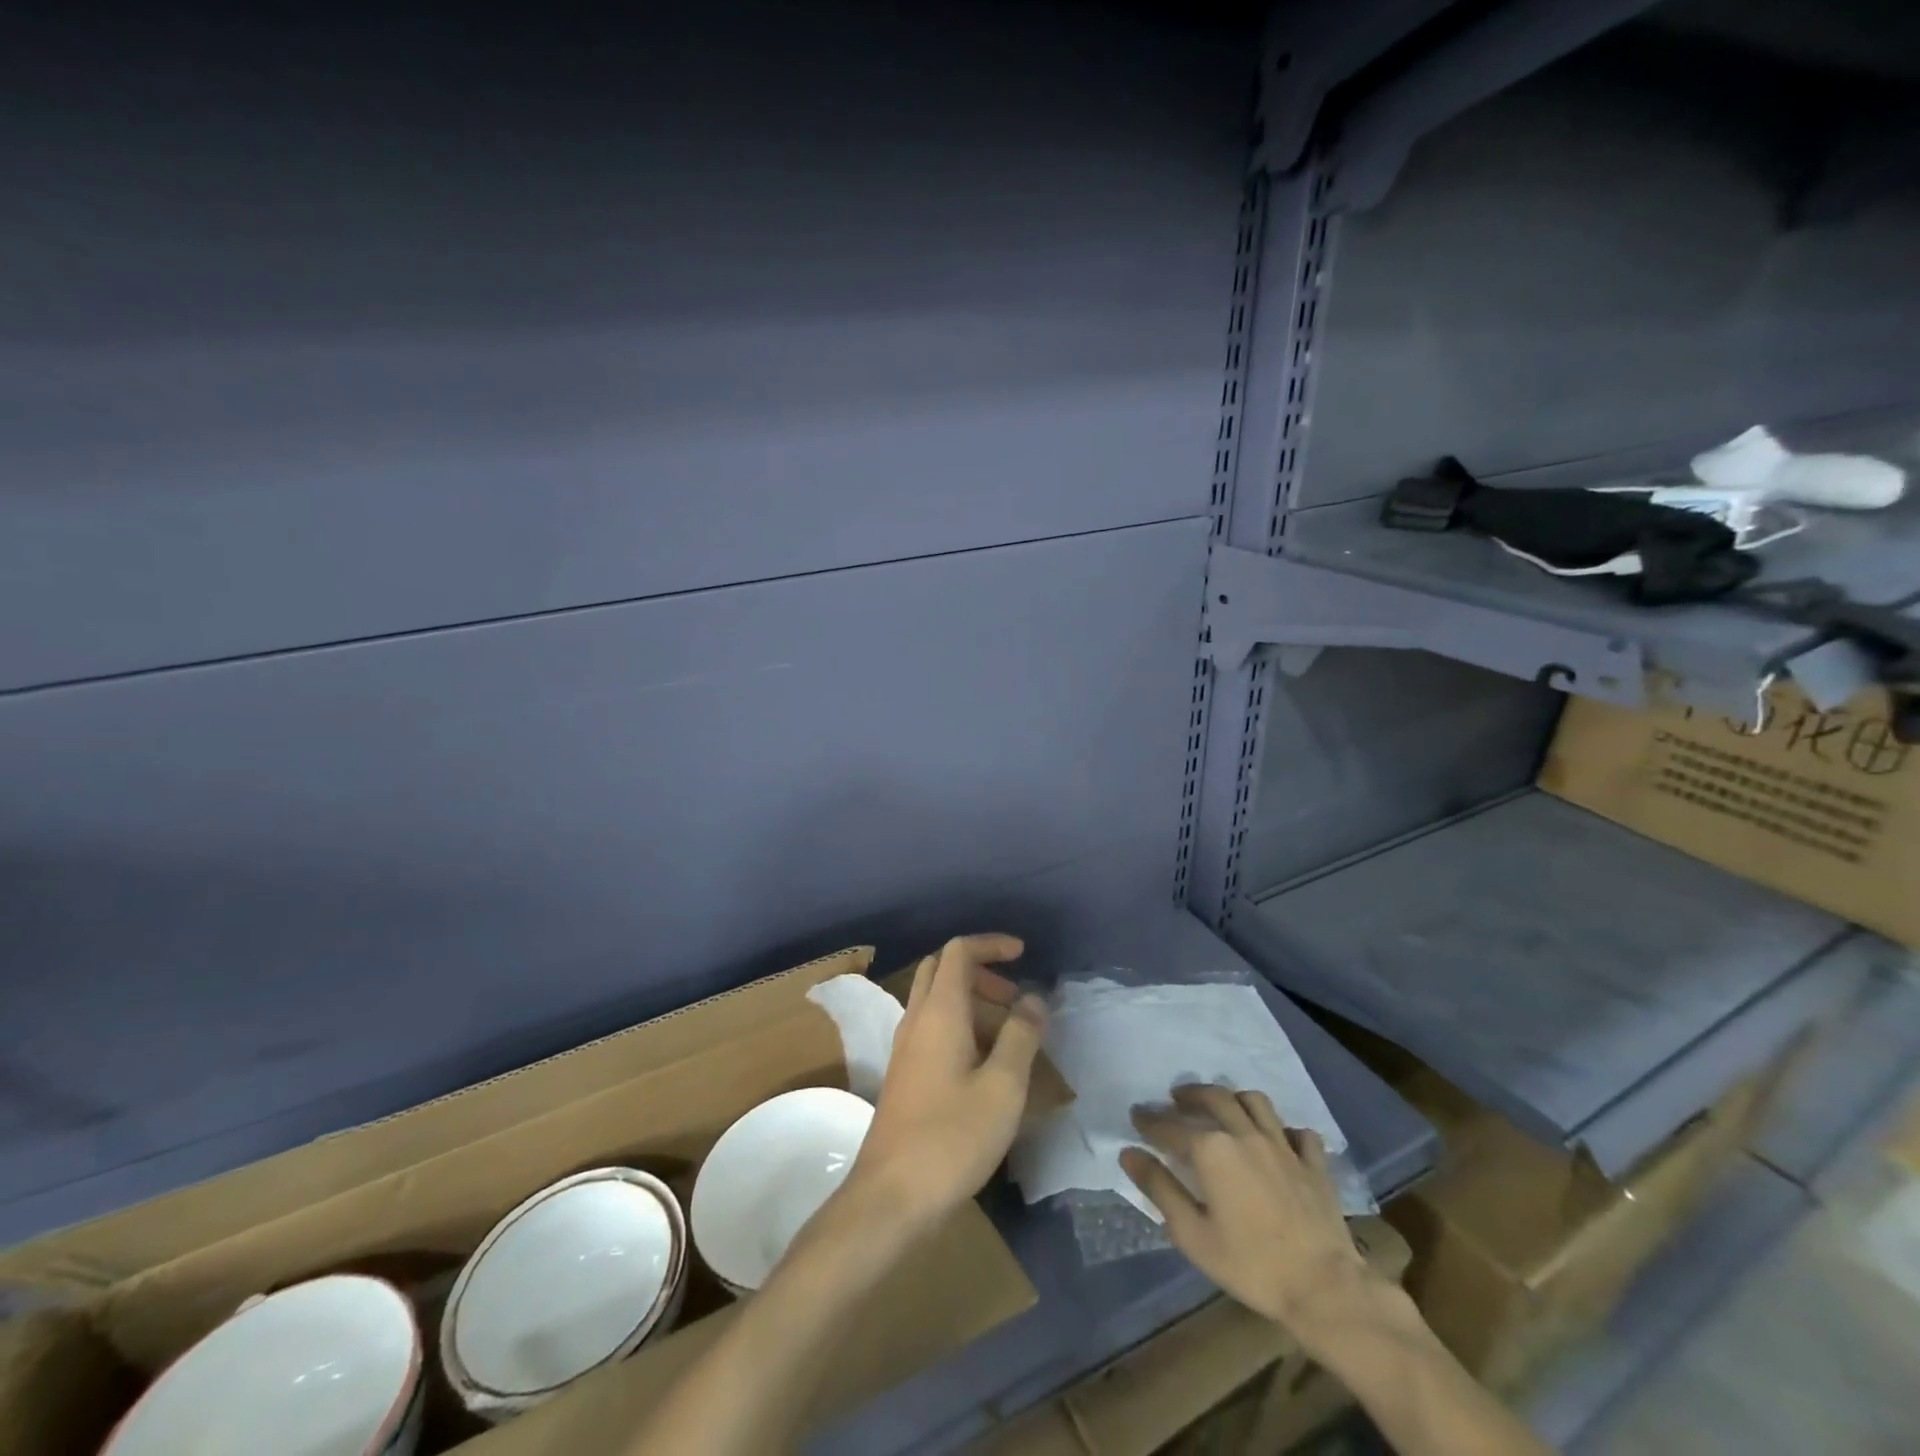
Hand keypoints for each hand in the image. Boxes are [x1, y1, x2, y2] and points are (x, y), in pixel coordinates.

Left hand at [851, 934, 1046, 1227]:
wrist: (891, 1195)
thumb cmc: (952, 1137)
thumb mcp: (1003, 1087)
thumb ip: (1021, 1036)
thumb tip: (1033, 998)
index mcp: (940, 1012)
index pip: (959, 952)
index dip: (991, 944)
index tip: (1023, 954)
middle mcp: (917, 1019)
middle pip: (943, 970)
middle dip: (981, 972)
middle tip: (1016, 999)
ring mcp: (905, 1047)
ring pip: (937, 1000)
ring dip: (972, 1002)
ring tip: (1010, 1037)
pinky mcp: (904, 1073)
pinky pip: (932, 1028)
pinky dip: (960, 1026)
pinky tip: (984, 1066)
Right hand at [1121, 1085, 1371, 1341]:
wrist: (1324, 1287)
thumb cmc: (1250, 1264)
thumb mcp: (1192, 1234)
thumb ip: (1159, 1188)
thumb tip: (1129, 1153)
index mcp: (1211, 1150)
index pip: (1170, 1126)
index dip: (1150, 1120)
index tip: (1136, 1115)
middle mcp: (1244, 1134)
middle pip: (1214, 1098)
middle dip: (1190, 1094)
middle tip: (1176, 1098)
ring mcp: (1282, 1145)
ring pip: (1255, 1102)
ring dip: (1233, 1098)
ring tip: (1222, 1106)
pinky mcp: (1313, 1163)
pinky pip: (1297, 1132)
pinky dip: (1284, 1130)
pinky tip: (1277, 1140)